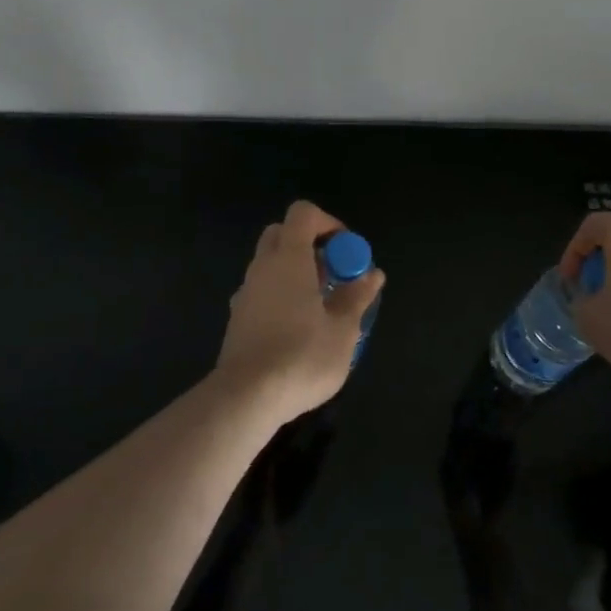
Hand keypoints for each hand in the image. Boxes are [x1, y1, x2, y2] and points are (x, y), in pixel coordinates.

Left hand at [215, 200, 384, 424]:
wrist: (246, 397)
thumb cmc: (301, 357)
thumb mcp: (342, 330)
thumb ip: (356, 297)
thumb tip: (372, 274)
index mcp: (289, 257)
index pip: (303, 213)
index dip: (328, 223)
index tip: (346, 251)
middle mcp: (263, 266)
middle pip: (283, 233)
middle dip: (310, 245)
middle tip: (333, 274)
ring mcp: (246, 290)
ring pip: (270, 263)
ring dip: (295, 271)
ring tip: (320, 306)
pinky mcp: (238, 316)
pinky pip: (262, 289)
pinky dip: (280, 293)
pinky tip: (296, 328)